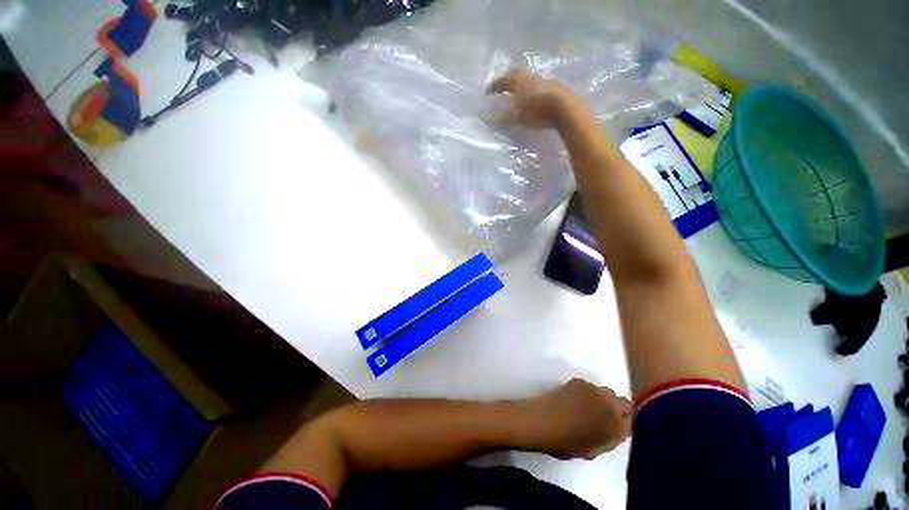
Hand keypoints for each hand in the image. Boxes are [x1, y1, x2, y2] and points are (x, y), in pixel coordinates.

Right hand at [488, 69, 580, 127]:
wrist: (563, 107)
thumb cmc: (535, 110)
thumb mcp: (514, 117)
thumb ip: (500, 118)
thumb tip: (486, 118)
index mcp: (518, 80)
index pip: (502, 79)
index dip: (494, 84)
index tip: (488, 91)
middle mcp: (529, 76)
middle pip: (516, 76)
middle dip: (507, 82)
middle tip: (501, 89)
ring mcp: (543, 81)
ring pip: (527, 81)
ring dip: (520, 87)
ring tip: (515, 96)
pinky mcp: (553, 89)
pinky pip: (536, 88)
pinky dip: (530, 93)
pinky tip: (530, 101)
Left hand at [526, 378, 631, 459]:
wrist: (543, 421)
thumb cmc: (566, 443)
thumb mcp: (594, 451)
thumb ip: (610, 439)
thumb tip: (616, 430)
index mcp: (616, 427)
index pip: (633, 422)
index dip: (625, 424)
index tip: (618, 427)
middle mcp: (610, 405)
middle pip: (624, 404)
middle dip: (619, 410)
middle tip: (605, 417)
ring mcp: (594, 390)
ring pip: (608, 393)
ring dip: (604, 400)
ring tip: (590, 407)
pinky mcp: (580, 381)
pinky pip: (592, 387)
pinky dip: (589, 393)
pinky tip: (577, 399)